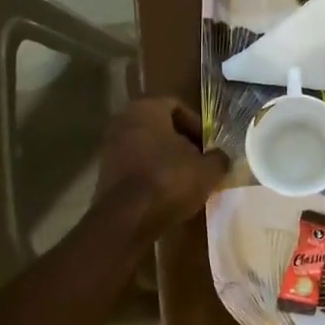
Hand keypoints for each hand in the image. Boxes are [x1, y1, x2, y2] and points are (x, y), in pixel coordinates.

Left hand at [97, 99, 229, 237]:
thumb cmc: (169, 181)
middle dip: (180, 142)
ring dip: (165, 159)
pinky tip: (165, 193)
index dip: (197, 125)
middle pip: (159, 126)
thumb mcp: (208, 171)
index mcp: (147, 109)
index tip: (208, 145)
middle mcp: (123, 121)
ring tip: (184, 180)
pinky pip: (134, 166)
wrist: (127, 219)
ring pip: (145, 147)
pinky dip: (149, 174)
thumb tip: (221, 157)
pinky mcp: (104, 173)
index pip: (176, 106)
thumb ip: (218, 158)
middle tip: (199, 161)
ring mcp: (109, 147)